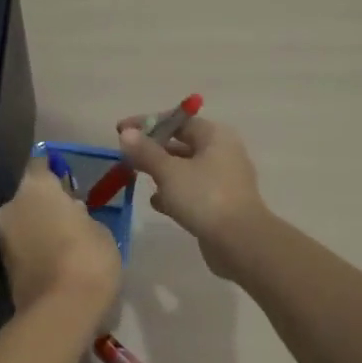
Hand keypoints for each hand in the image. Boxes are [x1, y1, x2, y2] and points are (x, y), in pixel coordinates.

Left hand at [0, 162, 122, 314]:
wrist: (61, 311)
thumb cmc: (88, 258)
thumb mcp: (100, 229)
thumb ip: (81, 215)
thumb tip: (71, 213)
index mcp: (36, 187)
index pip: (40, 164)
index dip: (54, 170)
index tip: (68, 179)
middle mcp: (11, 206)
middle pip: (29, 195)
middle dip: (45, 203)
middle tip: (70, 214)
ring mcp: (2, 237)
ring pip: (23, 221)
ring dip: (39, 226)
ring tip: (66, 240)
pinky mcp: (3, 265)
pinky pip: (22, 245)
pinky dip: (35, 247)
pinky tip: (56, 258)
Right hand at [117, 114, 268, 279]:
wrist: (240, 242)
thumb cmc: (204, 197)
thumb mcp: (169, 171)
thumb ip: (146, 151)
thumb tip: (127, 133)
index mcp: (215, 136)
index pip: (177, 120)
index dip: (148, 123)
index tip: (121, 130)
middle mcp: (222, 152)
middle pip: (182, 144)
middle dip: (153, 150)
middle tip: (127, 157)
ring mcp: (223, 180)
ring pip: (186, 169)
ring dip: (162, 173)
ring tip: (137, 178)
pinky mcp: (220, 204)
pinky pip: (192, 191)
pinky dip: (174, 194)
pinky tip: (157, 204)